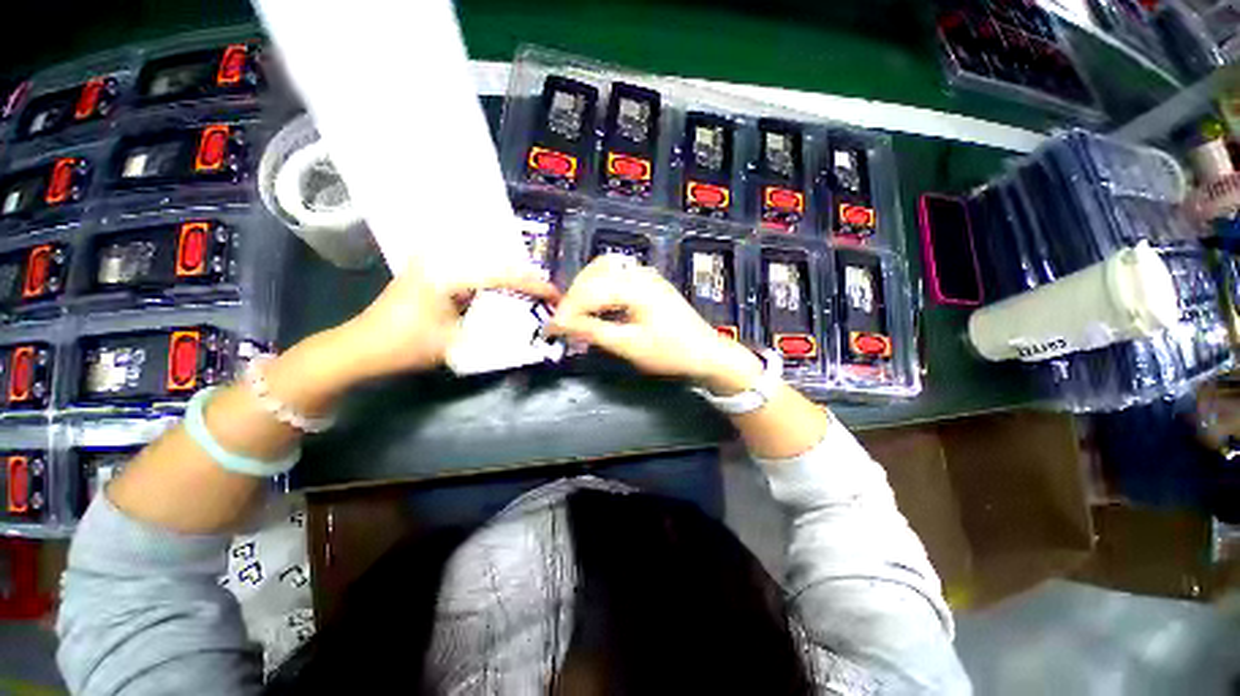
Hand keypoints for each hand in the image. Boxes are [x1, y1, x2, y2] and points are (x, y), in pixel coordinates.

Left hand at [328, 261, 559, 383]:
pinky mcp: (431, 270)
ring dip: (511, 277)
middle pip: (496, 262)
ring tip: (533, 292)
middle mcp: (441, 258)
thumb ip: (495, 330)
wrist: (360, 348)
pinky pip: (472, 269)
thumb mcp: (456, 343)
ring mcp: (434, 262)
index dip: (533, 284)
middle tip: (547, 294)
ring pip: (485, 263)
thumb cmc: (405, 347)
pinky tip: (505, 290)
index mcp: (447, 273)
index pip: (502, 273)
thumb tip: (527, 326)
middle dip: (525, 278)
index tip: (555, 294)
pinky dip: (493, 280)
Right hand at [549, 255, 762, 393]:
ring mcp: (645, 276)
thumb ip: (593, 332)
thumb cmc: (671, 352)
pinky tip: (596, 306)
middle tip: (563, 322)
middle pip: (594, 273)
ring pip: (604, 271)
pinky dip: (600, 289)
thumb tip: (560, 325)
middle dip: (573, 296)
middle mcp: (639, 273)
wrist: (707, 354)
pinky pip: (616, 277)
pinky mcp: (648, 284)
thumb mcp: (629, 346)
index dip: (567, 309)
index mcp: (635, 286)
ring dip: (585, 289)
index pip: (589, 290)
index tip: (551, 328)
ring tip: (576, 314)